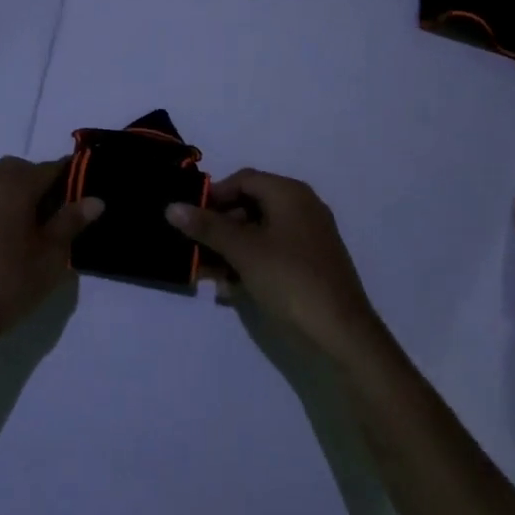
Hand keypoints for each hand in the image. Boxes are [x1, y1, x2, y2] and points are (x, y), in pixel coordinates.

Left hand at [0, 157, 101, 347]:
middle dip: (39, 179)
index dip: (69, 176)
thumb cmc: (12, 282)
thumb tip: (95, 199)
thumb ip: (71, 222)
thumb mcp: (52, 254)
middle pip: (18, 169)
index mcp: (15, 187)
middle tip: (56, 209)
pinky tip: (6, 243)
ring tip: (33, 228)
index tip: (83, 193)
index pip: (49, 168)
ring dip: (17, 194)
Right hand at [167, 169, 382, 359]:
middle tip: (194, 249)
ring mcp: (308, 237)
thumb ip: (207, 227)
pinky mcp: (310, 264)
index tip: (189, 219)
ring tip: (206, 274)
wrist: (343, 334)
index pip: (243, 179)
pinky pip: (272, 253)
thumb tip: (171, 206)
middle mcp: (302, 207)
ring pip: (259, 232)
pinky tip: (229, 289)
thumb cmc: (290, 279)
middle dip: (219, 226)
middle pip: (250, 205)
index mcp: (289, 193)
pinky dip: (249, 263)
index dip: (213, 196)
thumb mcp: (243, 251)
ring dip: (229, 249)